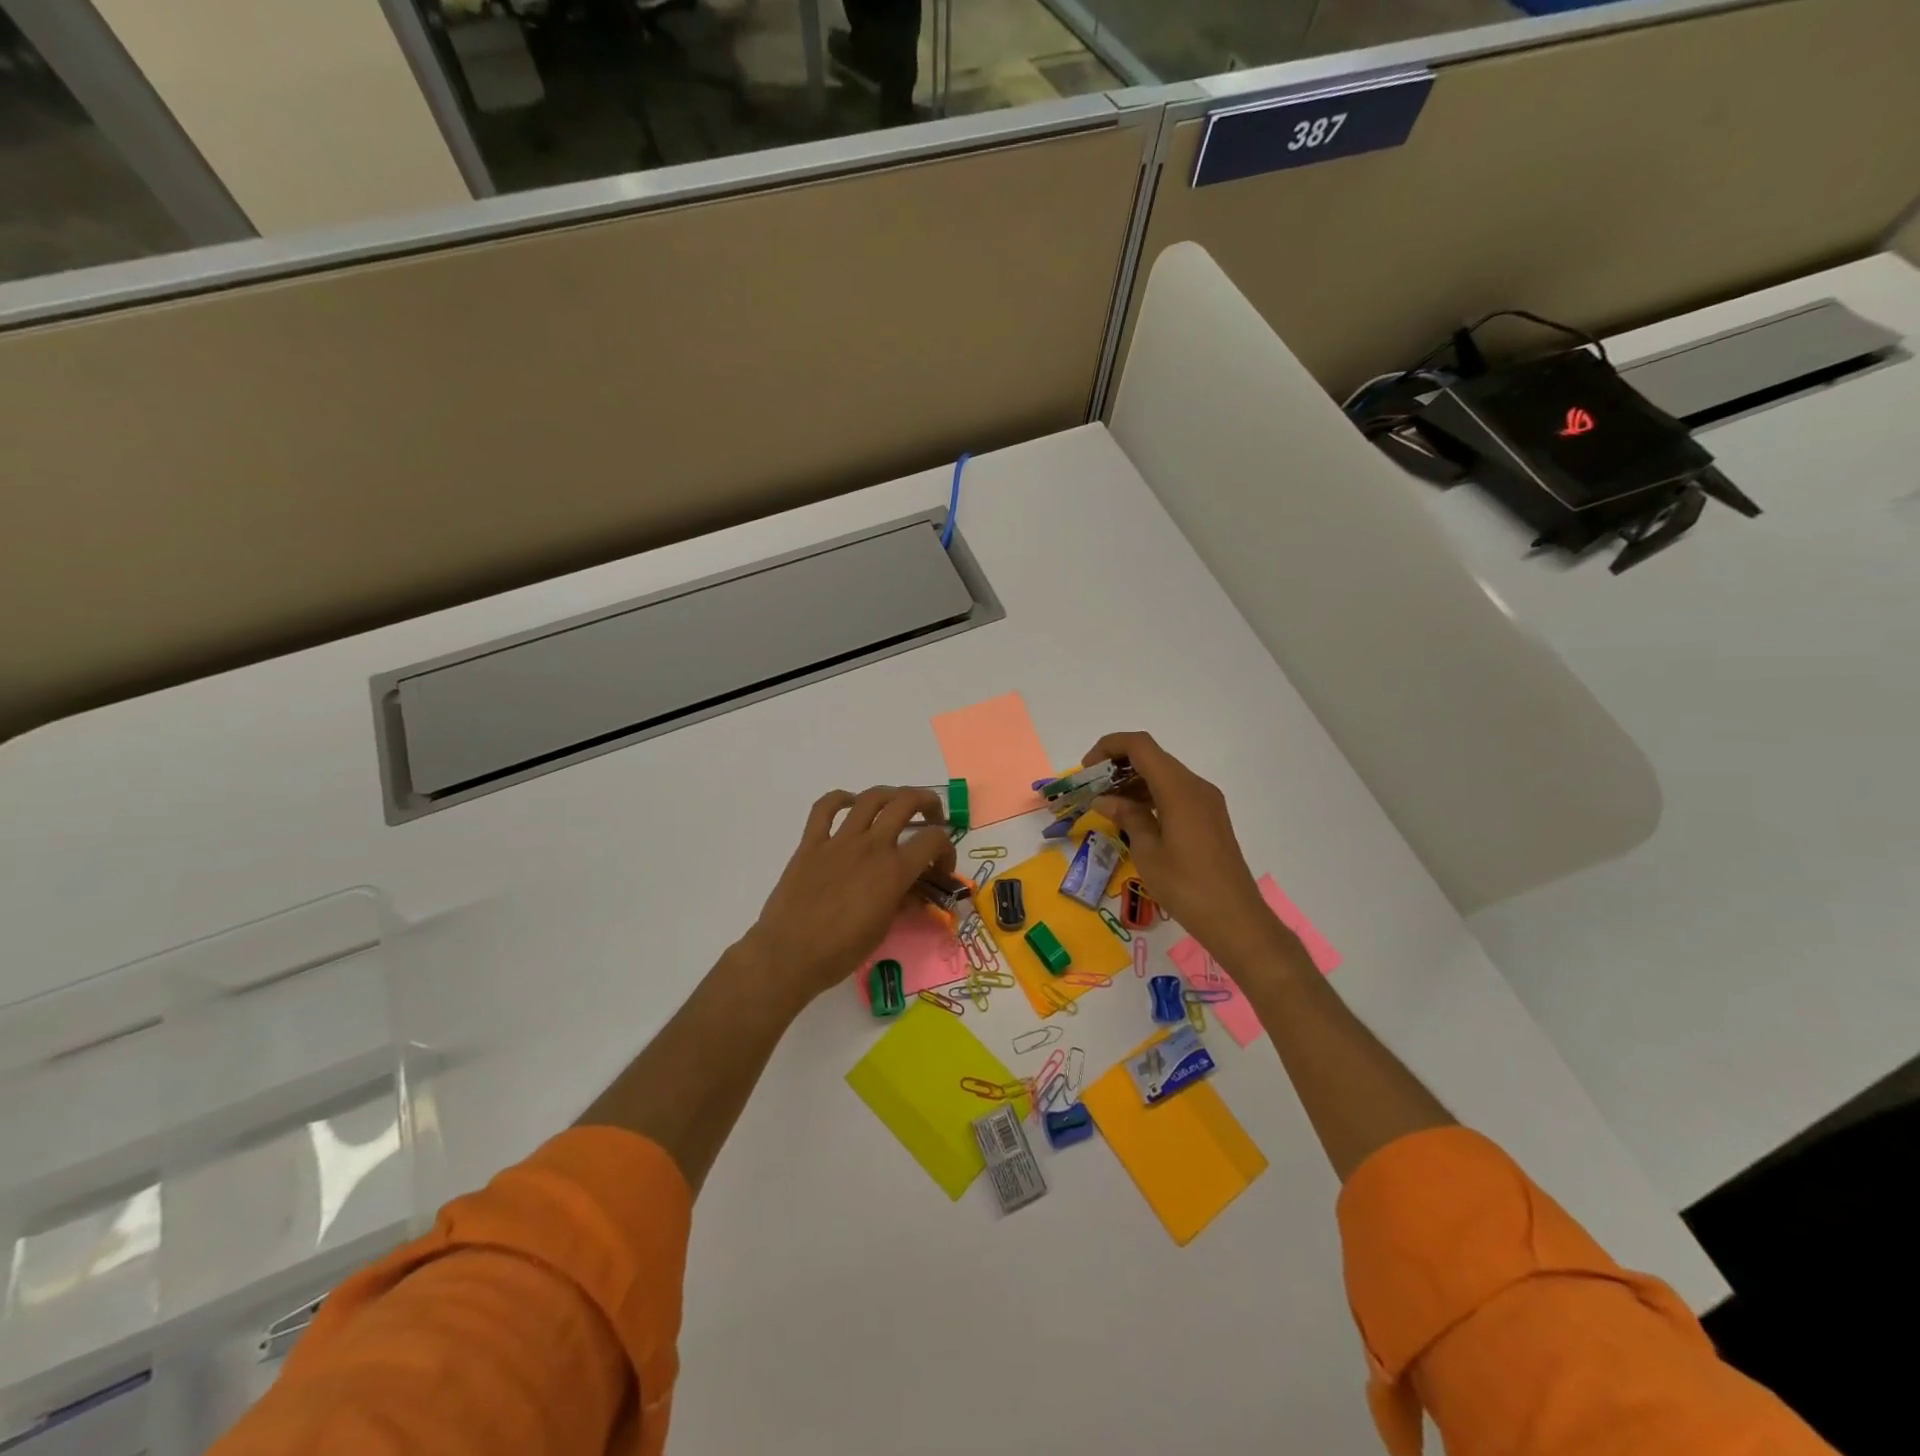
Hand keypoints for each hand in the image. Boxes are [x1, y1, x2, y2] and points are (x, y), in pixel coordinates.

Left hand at [741, 786, 955, 1004]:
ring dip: (891, 795)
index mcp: (893, 871)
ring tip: (898, 805)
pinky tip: (850, 804)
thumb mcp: (884, 929)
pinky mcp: (811, 843)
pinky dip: (840, 799)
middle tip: (932, 818)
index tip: (941, 868)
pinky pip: (824, 808)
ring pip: (870, 798)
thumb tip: (913, 891)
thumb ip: (902, 902)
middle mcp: (870, 846)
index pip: (934, 840)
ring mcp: (838, 841)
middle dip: (928, 804)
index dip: (946, 850)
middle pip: (906, 802)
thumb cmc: (840, 951)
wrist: (789, 954)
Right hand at [1082, 732, 1285, 967]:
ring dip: (1133, 781)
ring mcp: (1206, 801)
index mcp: (1179, 789)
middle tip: (1091, 787)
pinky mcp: (1210, 818)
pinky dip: (1150, 795)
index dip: (1110, 746)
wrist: (1236, 919)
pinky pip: (1175, 793)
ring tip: (1106, 804)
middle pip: (1153, 757)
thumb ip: (1127, 817)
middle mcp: (1195, 786)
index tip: (1087, 769)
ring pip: (1164, 775)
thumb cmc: (1186, 886)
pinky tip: (1132, 817)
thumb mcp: (1147, 851)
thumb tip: (1105, 799)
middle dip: (1118, 765)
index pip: (1140, 746)